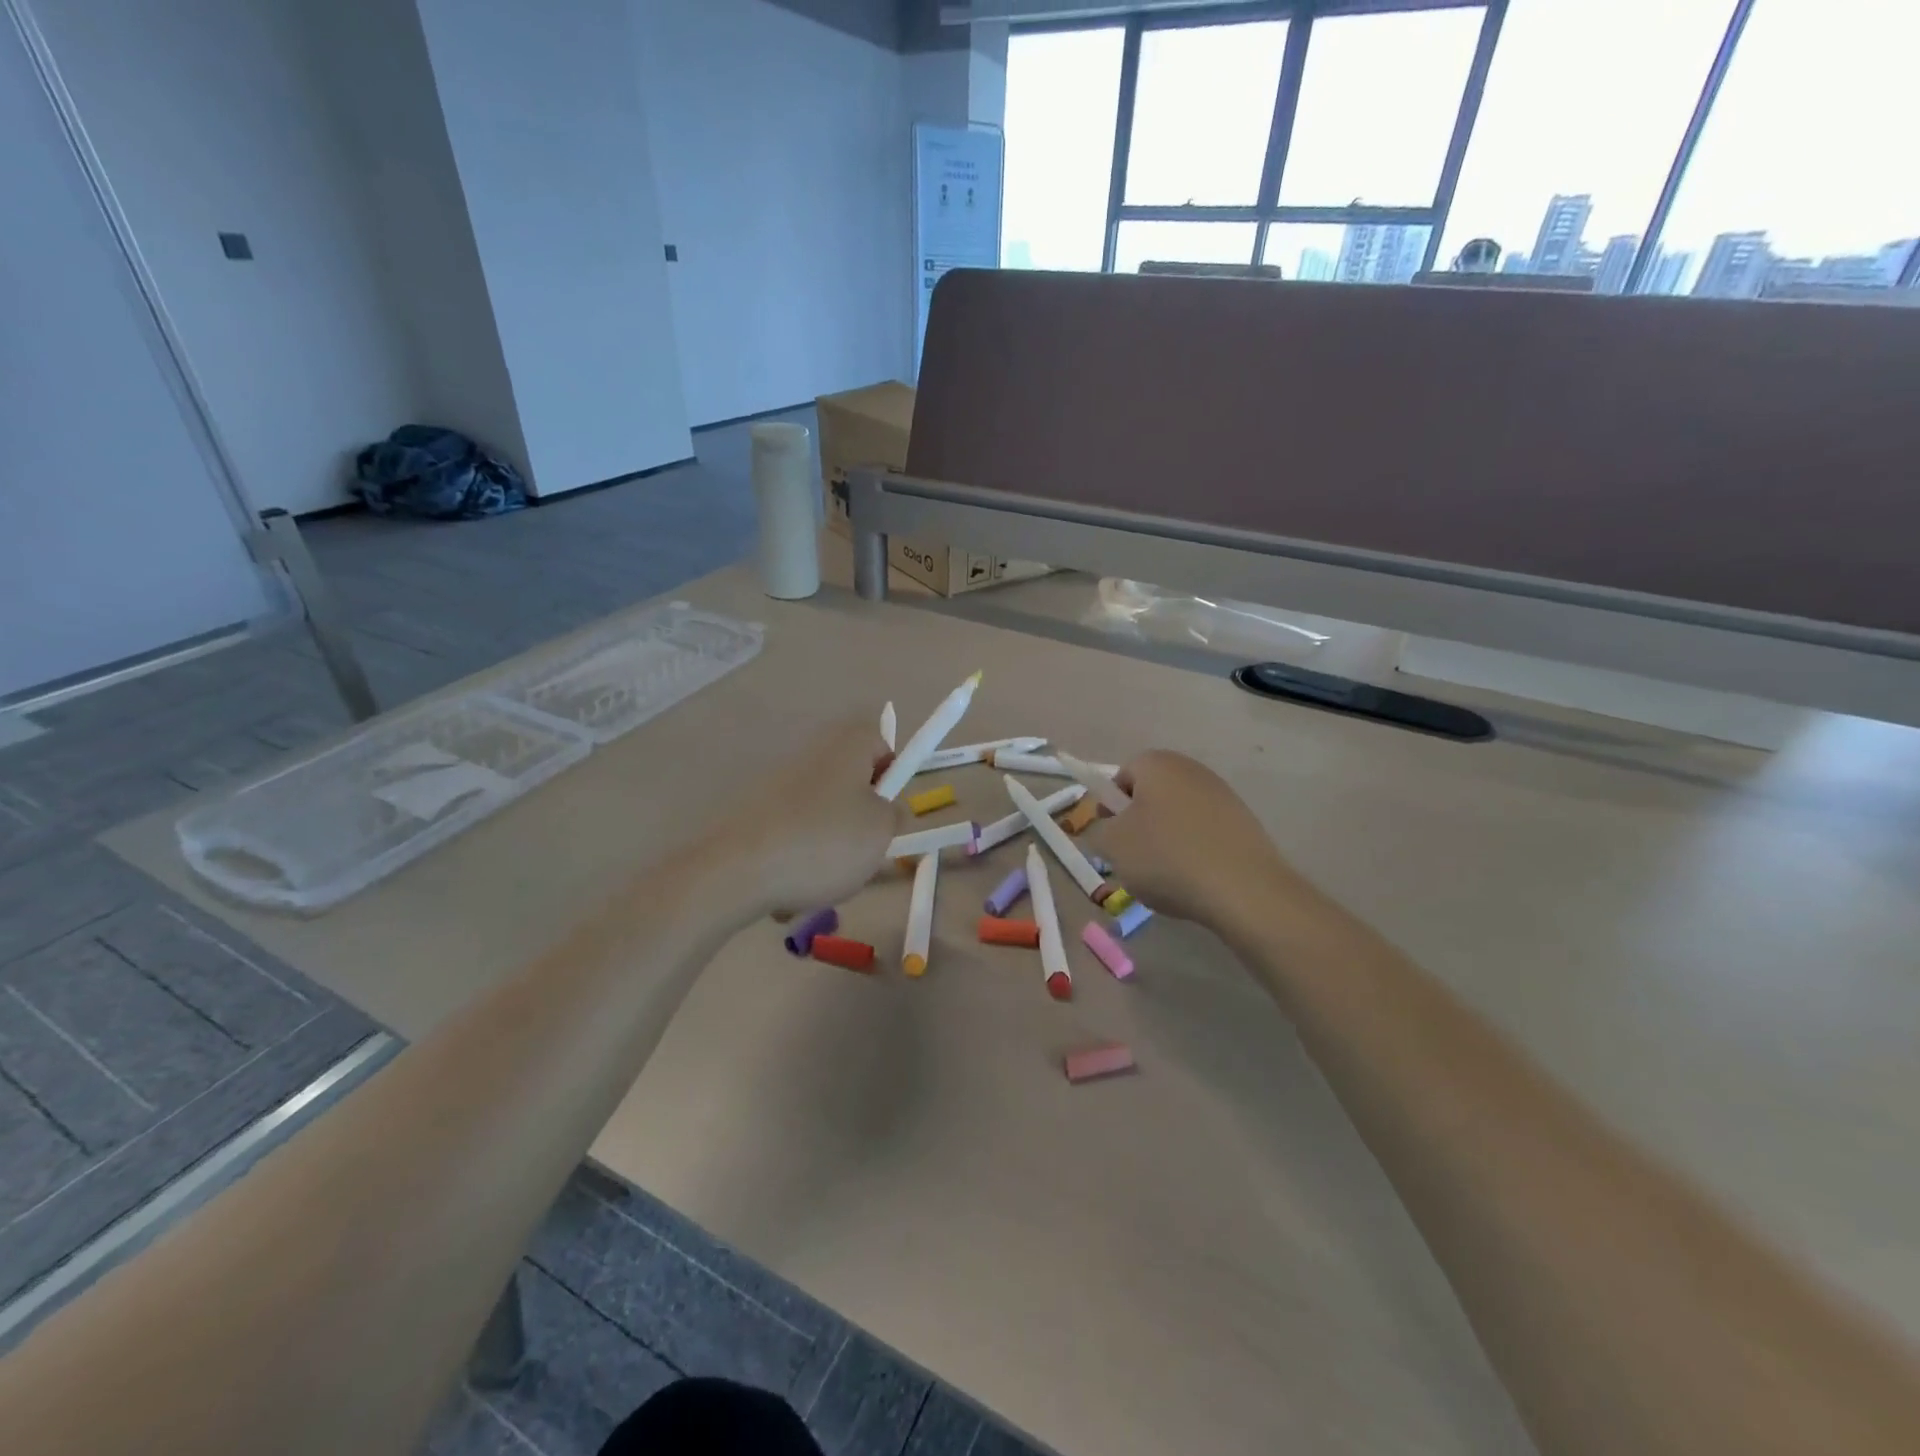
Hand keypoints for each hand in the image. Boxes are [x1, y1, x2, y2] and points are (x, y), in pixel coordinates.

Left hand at [710, 715, 905, 916]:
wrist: (738, 870)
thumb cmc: (825, 842)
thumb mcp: (882, 831)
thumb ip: (894, 814)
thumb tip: (885, 809)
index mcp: (846, 747)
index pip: (880, 743)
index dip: (893, 776)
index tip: (890, 812)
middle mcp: (810, 756)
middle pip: (849, 783)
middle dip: (859, 818)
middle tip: (865, 851)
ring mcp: (777, 784)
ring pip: (821, 815)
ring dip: (829, 845)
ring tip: (826, 879)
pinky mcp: (753, 814)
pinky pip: (790, 836)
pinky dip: (796, 860)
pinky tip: (791, 888)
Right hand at [1091, 750, 1306, 929]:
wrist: (1243, 890)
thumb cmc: (1166, 858)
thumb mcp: (1112, 845)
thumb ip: (1098, 829)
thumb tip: (1109, 827)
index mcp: (1158, 764)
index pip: (1121, 777)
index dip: (1111, 807)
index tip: (1112, 837)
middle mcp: (1192, 770)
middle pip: (1151, 795)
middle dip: (1139, 824)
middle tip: (1134, 859)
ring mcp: (1223, 795)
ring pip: (1178, 816)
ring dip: (1166, 840)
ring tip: (1166, 876)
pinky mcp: (1244, 823)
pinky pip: (1204, 833)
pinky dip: (1194, 852)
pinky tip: (1195, 880)